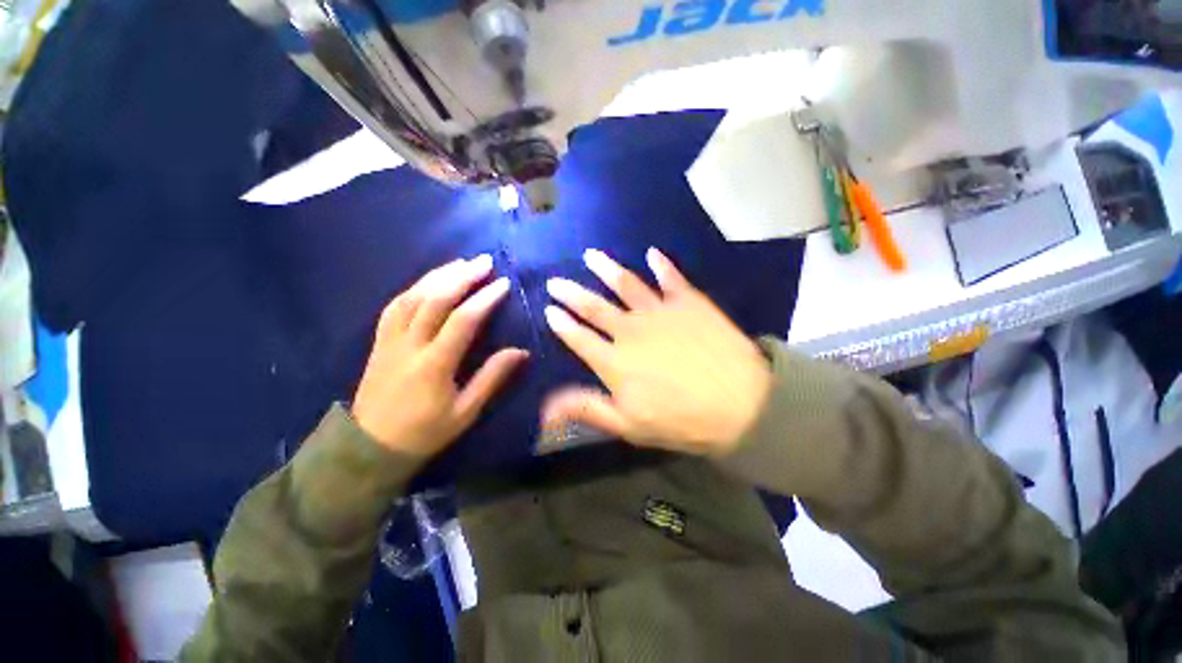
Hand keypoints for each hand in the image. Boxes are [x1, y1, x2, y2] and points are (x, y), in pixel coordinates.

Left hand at [352, 256, 527, 457]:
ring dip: (438, 275)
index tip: (503, 284)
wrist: (370, 447)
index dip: (484, 298)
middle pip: (435, 300)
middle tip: (484, 261)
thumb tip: (521, 351)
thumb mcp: (466, 411)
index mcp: (434, 365)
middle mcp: (409, 345)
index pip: (463, 320)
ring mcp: (389, 340)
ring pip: (412, 297)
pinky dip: (414, 288)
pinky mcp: (379, 341)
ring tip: (461, 263)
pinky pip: (394, 306)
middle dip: (462, 276)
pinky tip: (429, 280)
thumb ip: (492, 377)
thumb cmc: (425, 432)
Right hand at [542, 248, 771, 455]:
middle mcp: (630, 329)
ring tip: (590, 255)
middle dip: (571, 292)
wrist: (741, 404)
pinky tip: (652, 253)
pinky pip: (671, 277)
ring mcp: (660, 311)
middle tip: (556, 281)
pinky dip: (660, 264)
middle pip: (594, 306)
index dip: (561, 324)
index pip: (578, 337)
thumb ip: (586, 409)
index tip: (549, 310)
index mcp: (614, 361)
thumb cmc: (682, 420)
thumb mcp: (629, 425)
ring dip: (606, 268)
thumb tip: (545, 407)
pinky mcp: (688, 301)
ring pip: (625, 283)